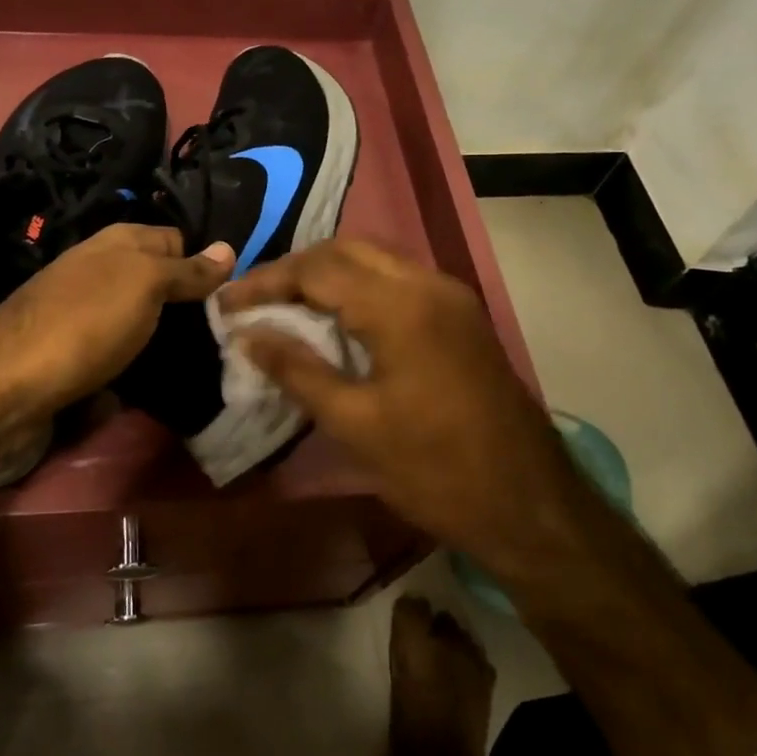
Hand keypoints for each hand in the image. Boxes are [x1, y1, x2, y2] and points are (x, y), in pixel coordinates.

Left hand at [0, 224, 233, 420]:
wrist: (7, 385)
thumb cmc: (85, 324)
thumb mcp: (144, 286)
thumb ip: (187, 269)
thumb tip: (229, 248)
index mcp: (119, 241)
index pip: (179, 240)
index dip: (207, 264)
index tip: (238, 297)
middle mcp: (101, 267)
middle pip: (160, 279)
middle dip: (190, 304)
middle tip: (230, 333)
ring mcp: (85, 308)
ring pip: (142, 315)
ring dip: (168, 334)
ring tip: (207, 358)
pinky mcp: (76, 347)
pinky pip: (122, 344)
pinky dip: (141, 357)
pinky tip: (161, 376)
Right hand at [219, 239, 586, 577]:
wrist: (530, 505)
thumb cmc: (436, 470)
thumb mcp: (355, 424)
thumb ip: (297, 370)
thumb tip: (248, 335)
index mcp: (401, 306)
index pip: (317, 270)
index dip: (265, 282)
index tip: (226, 305)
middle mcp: (429, 285)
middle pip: (347, 250)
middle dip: (295, 270)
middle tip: (255, 302)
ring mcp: (452, 298)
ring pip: (375, 261)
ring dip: (327, 276)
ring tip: (286, 308)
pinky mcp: (462, 317)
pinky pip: (399, 282)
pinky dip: (359, 289)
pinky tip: (337, 322)